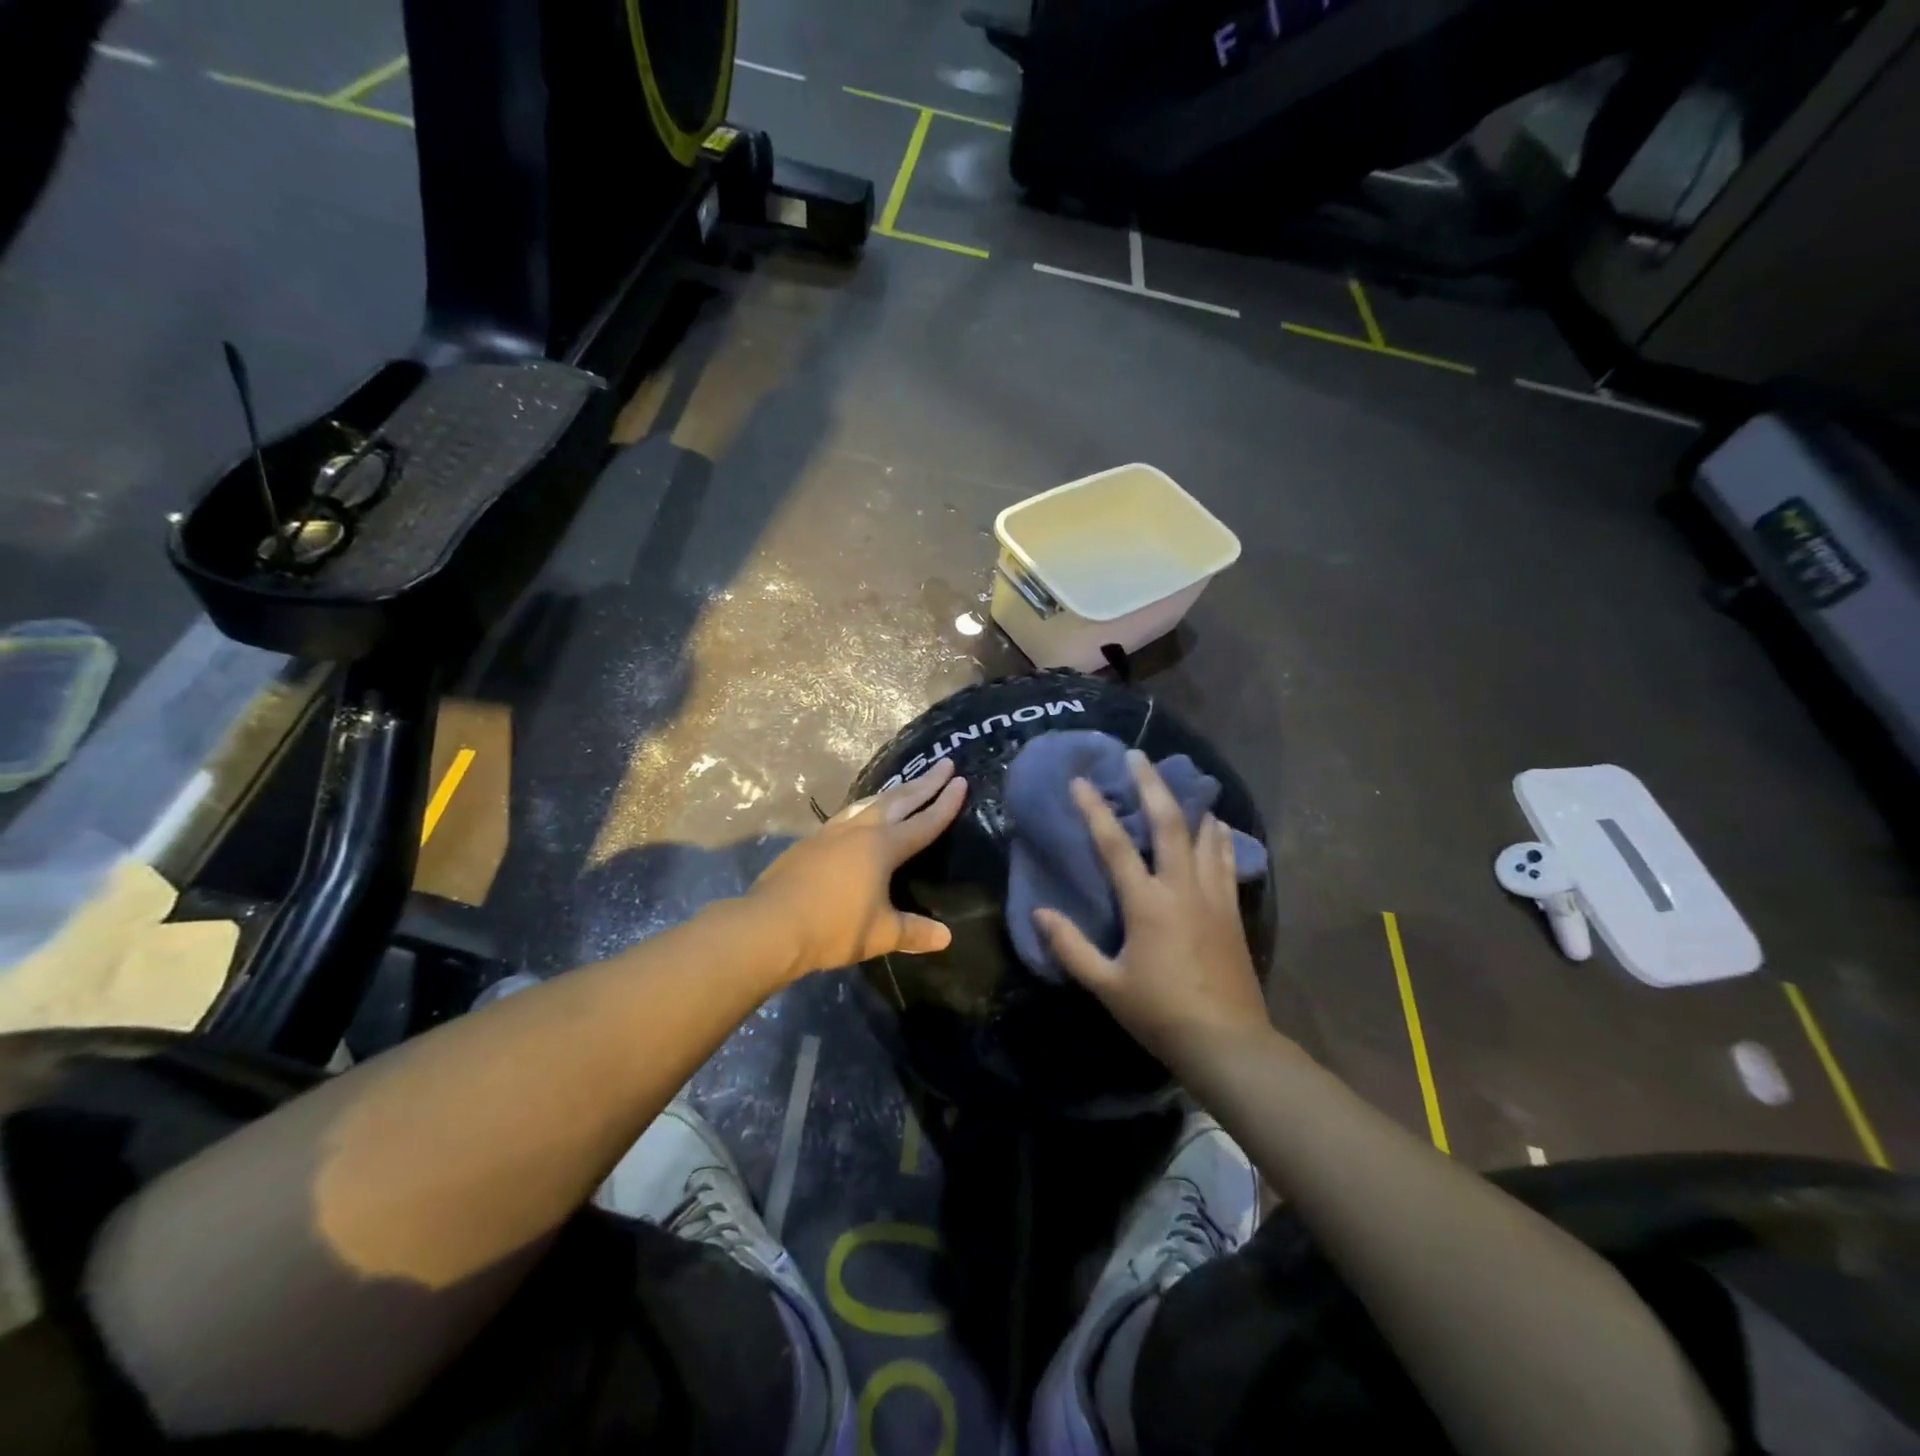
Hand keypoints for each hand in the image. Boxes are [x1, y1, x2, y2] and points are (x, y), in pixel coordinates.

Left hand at [750, 758, 968, 977]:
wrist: (770, 925)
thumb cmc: (832, 928)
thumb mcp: (880, 934)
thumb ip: (914, 931)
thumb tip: (946, 937)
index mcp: (883, 847)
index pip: (924, 822)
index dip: (945, 804)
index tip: (962, 782)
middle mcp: (860, 830)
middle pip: (899, 801)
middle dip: (925, 783)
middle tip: (944, 763)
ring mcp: (832, 832)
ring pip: (871, 803)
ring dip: (894, 791)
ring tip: (907, 783)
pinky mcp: (811, 842)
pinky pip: (848, 814)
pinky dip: (866, 807)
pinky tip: (861, 814)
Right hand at [1034, 751, 1270, 1070]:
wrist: (1227, 1042)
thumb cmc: (1160, 1014)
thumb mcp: (1106, 985)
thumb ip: (1071, 947)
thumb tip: (1040, 912)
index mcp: (1146, 904)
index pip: (1115, 846)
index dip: (1096, 810)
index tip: (1081, 781)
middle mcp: (1181, 889)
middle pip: (1169, 823)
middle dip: (1151, 784)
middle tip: (1138, 756)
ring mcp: (1212, 896)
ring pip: (1203, 835)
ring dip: (1188, 803)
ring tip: (1178, 780)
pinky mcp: (1232, 910)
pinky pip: (1226, 860)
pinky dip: (1218, 836)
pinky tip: (1215, 825)